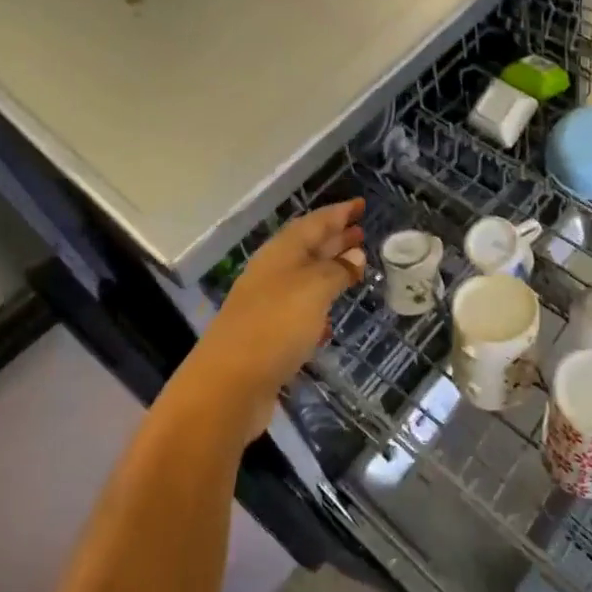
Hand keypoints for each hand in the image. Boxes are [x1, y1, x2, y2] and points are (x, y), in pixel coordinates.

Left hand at [176, 200, 365, 440]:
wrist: (228, 386)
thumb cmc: (275, 325)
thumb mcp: (314, 289)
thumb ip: (337, 270)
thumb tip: (355, 255)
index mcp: (281, 252)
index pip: (315, 222)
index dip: (339, 213)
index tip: (362, 205)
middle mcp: (273, 272)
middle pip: (308, 247)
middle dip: (335, 238)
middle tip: (362, 233)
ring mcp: (268, 305)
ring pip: (305, 278)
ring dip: (329, 271)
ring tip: (356, 268)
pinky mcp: (268, 336)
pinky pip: (299, 310)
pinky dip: (318, 306)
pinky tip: (332, 317)